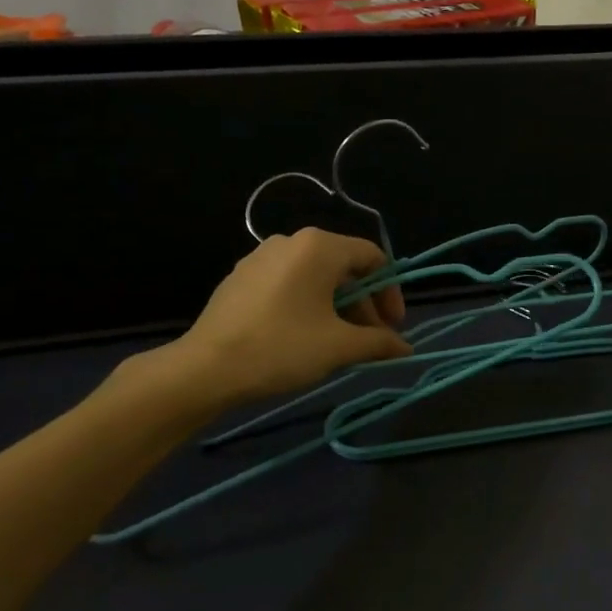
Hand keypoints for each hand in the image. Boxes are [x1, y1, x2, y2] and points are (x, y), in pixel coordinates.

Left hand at [134, 228, 412, 420]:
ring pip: (315, 278)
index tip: (393, 327)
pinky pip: (288, 285)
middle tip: (370, 341)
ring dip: (337, 308)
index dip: (390, 292)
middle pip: (343, 268)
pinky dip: (307, 306)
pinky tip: (304, 338)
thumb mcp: (339, 347)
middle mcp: (291, 242)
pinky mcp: (240, 278)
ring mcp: (260, 258)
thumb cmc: (282, 348)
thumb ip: (379, 342)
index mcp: (319, 247)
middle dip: (363, 305)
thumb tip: (406, 349)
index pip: (372, 258)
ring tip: (339, 344)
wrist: (205, 369)